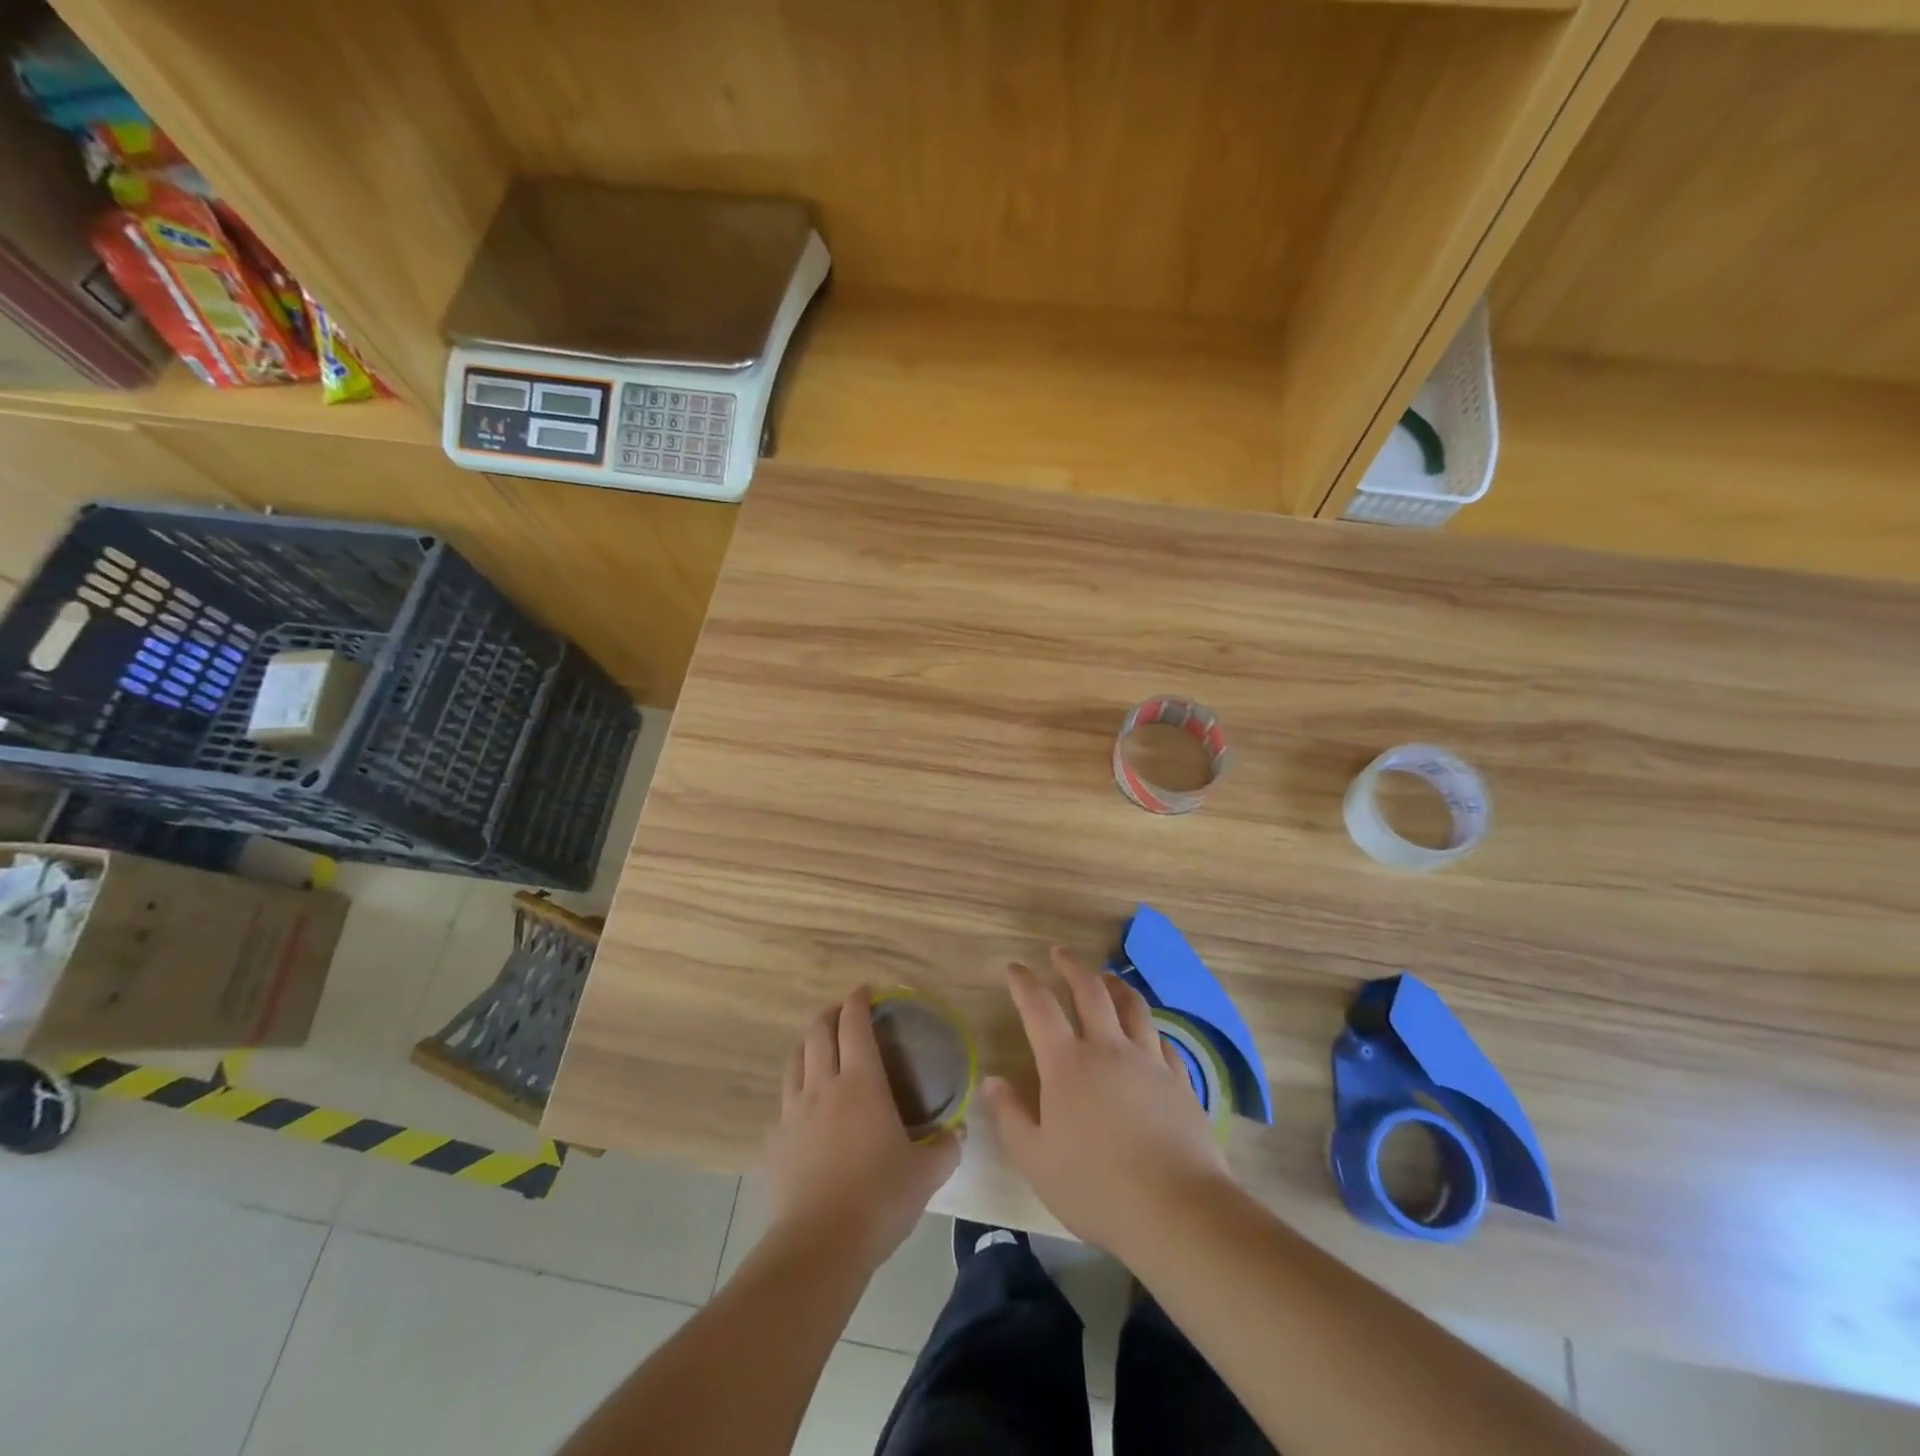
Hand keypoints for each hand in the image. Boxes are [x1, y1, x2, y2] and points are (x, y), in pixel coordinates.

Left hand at [763, 986, 961, 1272]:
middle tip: (844, 1014)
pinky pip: (784, 1103)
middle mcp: (823, 1086)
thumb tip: (958, 1131)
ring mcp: (793, 1112)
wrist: (819, 1246)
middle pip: (818, 1032)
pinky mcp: (775, 1142)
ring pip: (795, 1060)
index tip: (866, 990)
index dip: (858, 1000)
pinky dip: (796, 1092)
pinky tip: (805, 1110)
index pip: (854, 1024)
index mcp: (861, 1083)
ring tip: (819, 1049)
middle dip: (830, 1014)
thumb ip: (946, 1147)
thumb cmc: (879, 1199)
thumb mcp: (926, 1174)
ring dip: (808, 1045)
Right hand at [981, 947, 1231, 1257]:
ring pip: (1132, 1006)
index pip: (1039, 1007)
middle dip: (1071, 966)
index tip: (1013, 967)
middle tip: (1060, 952)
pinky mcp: (1179, 1080)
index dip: (1023, 982)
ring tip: (1106, 978)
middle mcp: (1108, 1049)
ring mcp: (1148, 1060)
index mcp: (1067, 1064)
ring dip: (1115, 985)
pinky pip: (1162, 1040)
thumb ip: (1010, 1116)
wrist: (1175, 1208)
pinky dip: (1148, 1029)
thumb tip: (991, 1080)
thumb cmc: (1095, 1187)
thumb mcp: (1036, 1160)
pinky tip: (1147, 1034)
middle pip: (1090, 990)